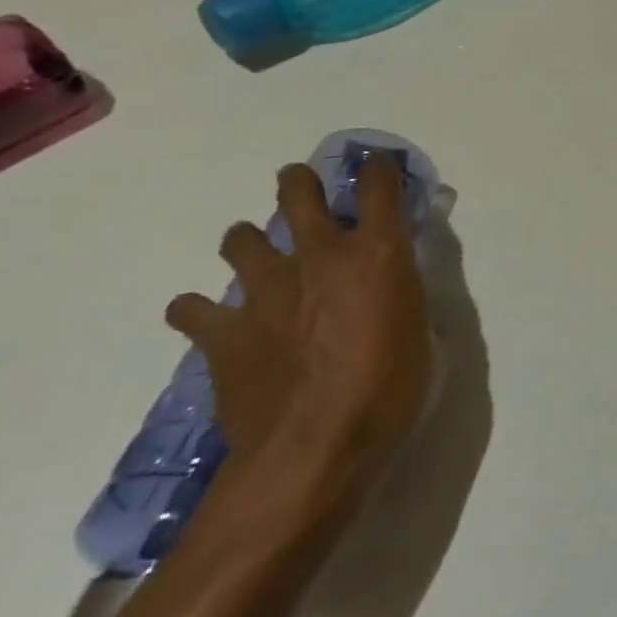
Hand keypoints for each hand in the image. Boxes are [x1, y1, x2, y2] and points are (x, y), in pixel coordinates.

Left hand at [166, 157, 430, 491]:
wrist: (315, 450)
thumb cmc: (392, 391)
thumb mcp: (424, 336)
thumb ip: (407, 300)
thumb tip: (397, 292)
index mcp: (378, 253)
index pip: (379, 186)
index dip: (379, 169)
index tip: (378, 166)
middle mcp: (321, 256)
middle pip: (298, 193)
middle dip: (299, 183)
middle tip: (302, 189)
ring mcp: (266, 290)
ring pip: (241, 238)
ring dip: (249, 242)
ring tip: (257, 257)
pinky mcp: (224, 332)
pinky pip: (192, 308)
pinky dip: (200, 311)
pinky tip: (210, 323)